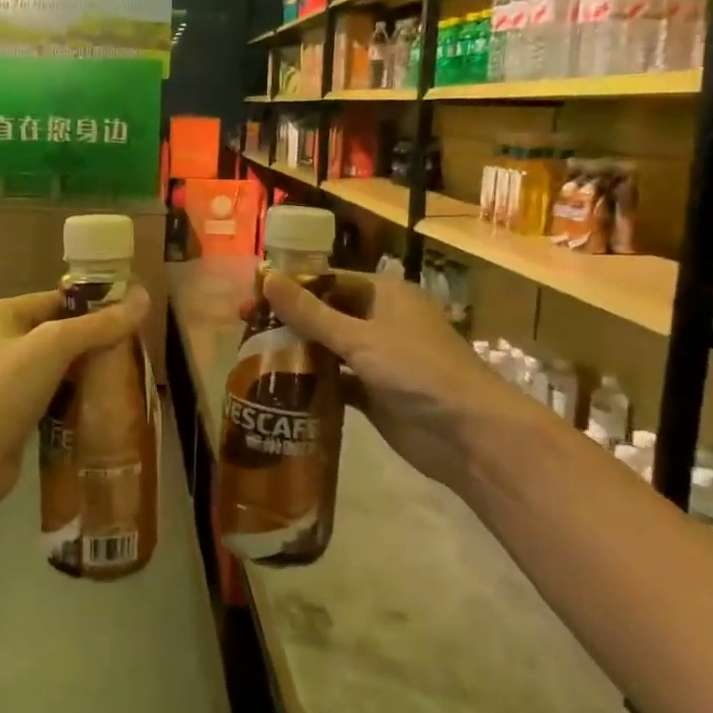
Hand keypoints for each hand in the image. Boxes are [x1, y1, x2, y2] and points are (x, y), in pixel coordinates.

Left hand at [0, 287, 151, 515]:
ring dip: (86, 373)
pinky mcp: (10, 414)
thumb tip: (144, 297)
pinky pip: (50, 396)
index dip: (95, 307)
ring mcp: (1, 380)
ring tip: (125, 378)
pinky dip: (72, 399)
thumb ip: (99, 324)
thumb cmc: (3, 391)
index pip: (57, 300)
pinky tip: (101, 407)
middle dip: (94, 342)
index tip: (134, 318)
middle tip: (134, 352)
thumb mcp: (53, 346)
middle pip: (57, 333)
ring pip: (55, 367)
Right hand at [258, 271, 531, 479]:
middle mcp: (381, 321)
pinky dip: (312, 384)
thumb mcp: (359, 337)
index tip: (252, 298)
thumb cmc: (417, 371)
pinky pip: (336, 381)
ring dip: (298, 352)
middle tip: (244, 329)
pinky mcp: (375, 393)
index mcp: (384, 294)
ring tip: (252, 357)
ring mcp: (379, 359)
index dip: (290, 287)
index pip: (328, 280)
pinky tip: (279, 389)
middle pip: (325, 313)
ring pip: (329, 348)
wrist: (468, 435)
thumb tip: (266, 278)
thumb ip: (311, 312)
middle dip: (288, 320)